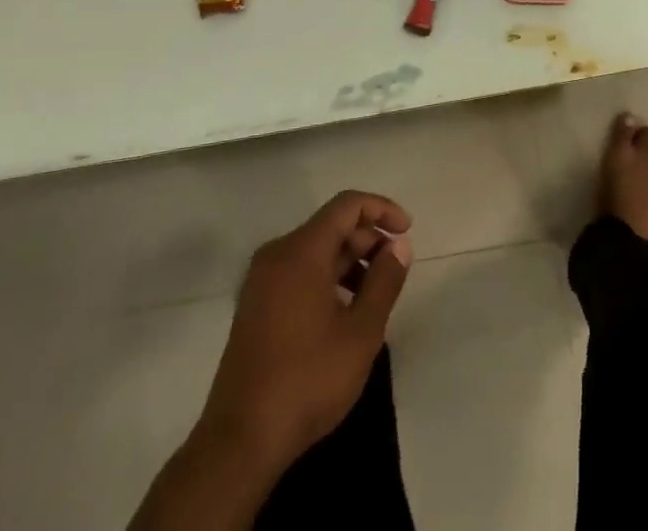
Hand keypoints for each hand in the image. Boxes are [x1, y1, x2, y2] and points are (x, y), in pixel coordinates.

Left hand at [198, 191, 413, 474]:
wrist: (240, 441)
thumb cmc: (307, 380)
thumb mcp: (361, 332)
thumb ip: (385, 281)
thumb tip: (399, 245)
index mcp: (301, 250)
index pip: (347, 205)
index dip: (382, 210)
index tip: (407, 231)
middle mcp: (277, 254)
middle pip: (331, 226)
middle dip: (367, 239)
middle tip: (394, 269)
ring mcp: (261, 281)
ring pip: (315, 250)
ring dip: (349, 261)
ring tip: (375, 294)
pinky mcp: (255, 305)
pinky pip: (298, 272)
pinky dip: (327, 278)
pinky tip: (344, 312)